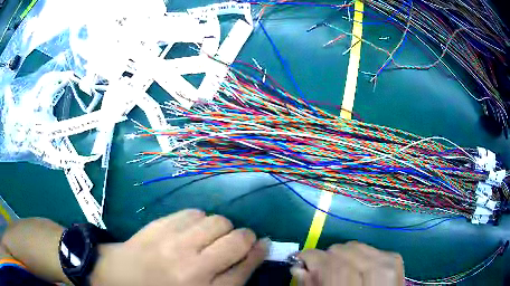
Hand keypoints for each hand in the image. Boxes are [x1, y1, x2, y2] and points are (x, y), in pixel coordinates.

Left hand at [90, 209, 267, 285]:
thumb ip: (232, 278)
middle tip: (231, 243)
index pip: (246, 266)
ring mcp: (173, 242)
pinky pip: (193, 212)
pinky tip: (190, 230)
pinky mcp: (158, 225)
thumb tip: (257, 249)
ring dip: (220, 227)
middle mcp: (192, 265)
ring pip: (217, 220)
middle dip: (243, 237)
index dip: (258, 252)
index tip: (262, 243)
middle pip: (236, 238)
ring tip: (208, 237)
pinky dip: (199, 219)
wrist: (120, 278)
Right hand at [291, 241, 403, 285]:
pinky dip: (357, 253)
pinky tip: (356, 264)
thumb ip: (313, 285)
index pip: (334, 268)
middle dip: (328, 256)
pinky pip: (369, 247)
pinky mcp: (394, 258)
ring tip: (338, 265)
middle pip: (346, 253)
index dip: (314, 259)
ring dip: (342, 254)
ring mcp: (389, 264)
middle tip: (319, 265)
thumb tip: (298, 267)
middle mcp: (379, 276)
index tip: (300, 258)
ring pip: (357, 246)